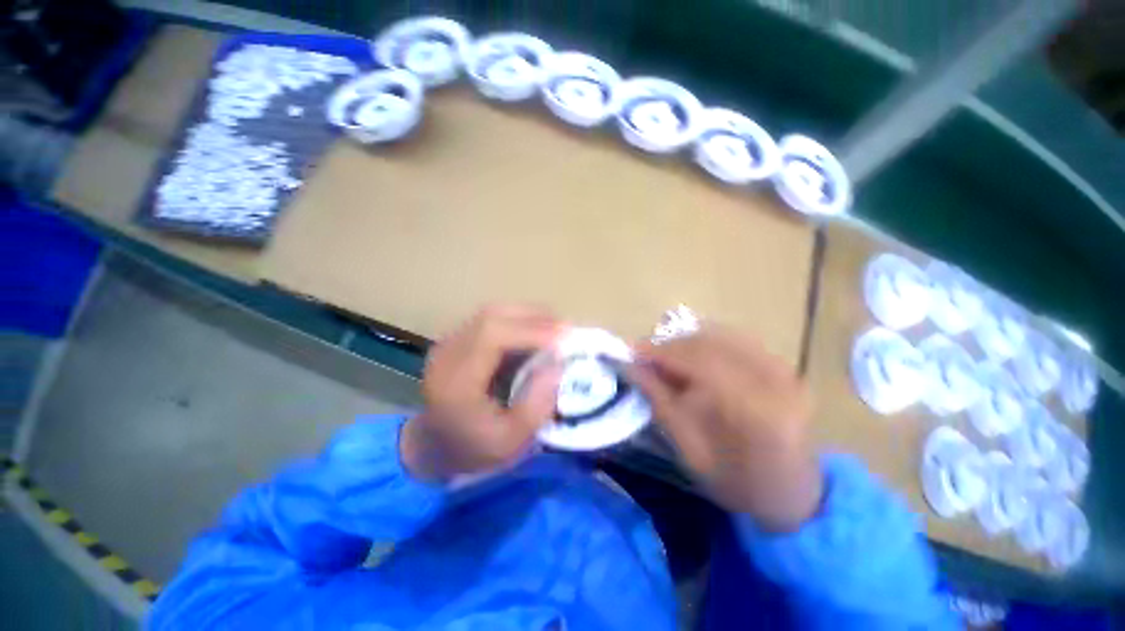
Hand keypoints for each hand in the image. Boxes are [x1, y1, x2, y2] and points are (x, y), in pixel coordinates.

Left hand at [401, 305, 564, 480]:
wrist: (434, 447)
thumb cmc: (473, 449)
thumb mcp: (511, 442)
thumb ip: (537, 404)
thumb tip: (559, 364)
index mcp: (455, 382)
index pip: (492, 336)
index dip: (531, 331)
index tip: (565, 338)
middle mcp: (447, 354)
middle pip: (492, 317)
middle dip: (535, 318)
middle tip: (566, 329)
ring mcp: (448, 342)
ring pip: (492, 313)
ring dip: (528, 316)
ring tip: (555, 328)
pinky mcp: (456, 339)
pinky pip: (491, 319)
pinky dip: (517, 320)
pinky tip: (535, 331)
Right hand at [627, 325, 822, 531]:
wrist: (790, 493)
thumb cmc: (735, 482)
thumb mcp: (688, 449)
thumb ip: (659, 400)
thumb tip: (631, 365)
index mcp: (753, 411)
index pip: (697, 362)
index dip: (659, 352)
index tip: (631, 352)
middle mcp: (774, 381)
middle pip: (708, 344)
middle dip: (669, 346)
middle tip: (643, 356)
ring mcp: (783, 369)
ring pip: (720, 335)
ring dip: (685, 342)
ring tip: (664, 356)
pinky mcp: (783, 365)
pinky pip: (736, 339)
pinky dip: (706, 342)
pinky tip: (692, 355)